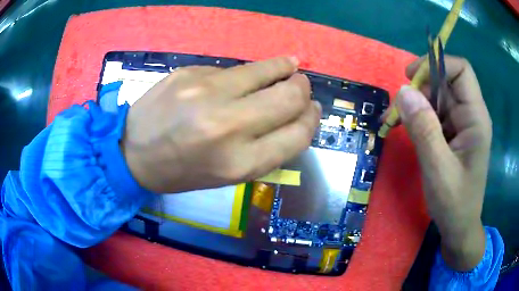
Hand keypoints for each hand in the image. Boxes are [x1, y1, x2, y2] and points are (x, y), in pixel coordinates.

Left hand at [121, 57, 321, 193]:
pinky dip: (247, 74)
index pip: (298, 134)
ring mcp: (206, 93)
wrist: (133, 152)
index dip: (312, 119)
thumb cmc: (182, 172)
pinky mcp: (190, 73)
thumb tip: (296, 116)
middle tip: (301, 86)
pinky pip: (232, 70)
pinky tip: (244, 77)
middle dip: (303, 89)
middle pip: (290, 96)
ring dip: (284, 68)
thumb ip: (267, 148)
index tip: (312, 110)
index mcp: (241, 163)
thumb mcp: (228, 174)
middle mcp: (228, 126)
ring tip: (289, 67)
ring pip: (266, 71)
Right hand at [395, 56, 490, 270]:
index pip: (460, 70)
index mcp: (476, 118)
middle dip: (420, 88)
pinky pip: (434, 112)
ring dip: (416, 104)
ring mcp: (461, 123)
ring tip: (397, 122)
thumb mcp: (438, 170)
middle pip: (445, 81)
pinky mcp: (453, 133)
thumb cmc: (454, 203)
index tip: (411, 77)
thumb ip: (424, 130)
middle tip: (399, 110)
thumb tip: (404, 91)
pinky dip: (418, 116)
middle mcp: (470, 114)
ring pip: (437, 96)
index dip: (436, 64)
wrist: (459, 227)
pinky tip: (407, 129)